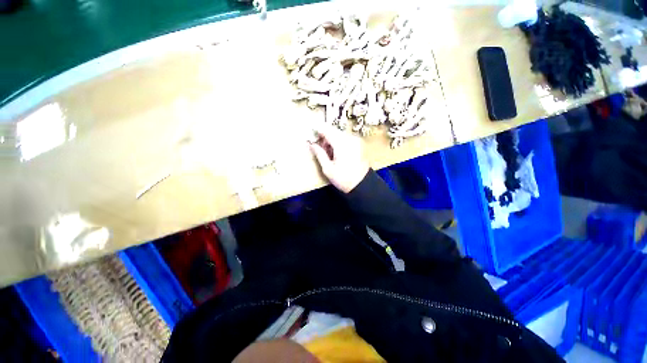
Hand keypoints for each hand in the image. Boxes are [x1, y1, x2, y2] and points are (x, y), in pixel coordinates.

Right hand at [309, 124, 369, 192]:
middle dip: (325, 136)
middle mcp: (350, 138)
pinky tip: (336, 152)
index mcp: (341, 144)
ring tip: (328, 152)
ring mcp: (356, 140)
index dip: (318, 130)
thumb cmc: (343, 178)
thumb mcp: (328, 169)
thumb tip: (311, 144)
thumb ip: (319, 154)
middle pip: (334, 131)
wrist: (362, 184)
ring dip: (332, 139)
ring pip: (339, 134)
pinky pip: (346, 138)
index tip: (311, 131)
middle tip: (319, 146)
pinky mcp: (359, 144)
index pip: (327, 131)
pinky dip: (339, 142)